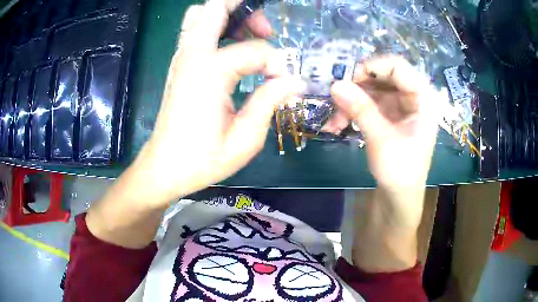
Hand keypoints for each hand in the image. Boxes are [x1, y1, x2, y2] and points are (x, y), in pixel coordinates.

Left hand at [130, 0, 304, 206]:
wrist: (164, 168)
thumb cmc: (202, 159)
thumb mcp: (245, 138)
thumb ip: (270, 101)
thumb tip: (294, 80)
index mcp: (209, 72)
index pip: (256, 50)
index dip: (277, 63)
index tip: (284, 84)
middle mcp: (192, 55)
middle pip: (216, 7)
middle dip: (246, 10)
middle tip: (266, 31)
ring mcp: (181, 57)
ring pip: (200, 13)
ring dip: (228, 15)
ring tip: (250, 34)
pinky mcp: (179, 64)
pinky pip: (195, 30)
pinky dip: (215, 27)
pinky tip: (232, 46)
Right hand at [326, 56, 438, 192]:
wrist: (399, 198)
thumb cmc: (400, 171)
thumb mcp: (381, 139)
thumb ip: (360, 109)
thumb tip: (334, 84)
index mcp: (422, 99)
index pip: (398, 66)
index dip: (373, 67)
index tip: (349, 79)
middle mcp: (412, 97)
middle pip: (382, 76)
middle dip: (357, 86)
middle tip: (336, 97)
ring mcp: (399, 106)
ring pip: (372, 90)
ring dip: (351, 102)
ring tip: (333, 120)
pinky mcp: (389, 116)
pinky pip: (368, 104)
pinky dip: (352, 112)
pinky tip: (337, 125)